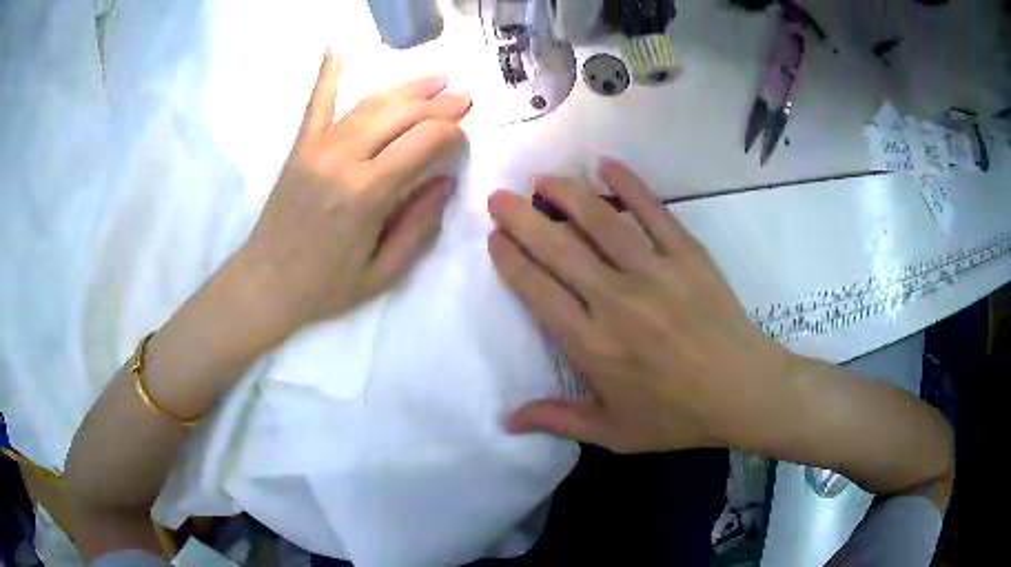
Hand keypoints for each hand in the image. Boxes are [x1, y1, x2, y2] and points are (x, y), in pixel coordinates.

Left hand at [238, 53, 470, 334]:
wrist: (266, 284)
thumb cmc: (325, 286)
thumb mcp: (383, 273)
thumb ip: (419, 226)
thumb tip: (445, 181)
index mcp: (366, 194)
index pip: (424, 143)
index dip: (451, 135)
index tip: (462, 140)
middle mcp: (342, 160)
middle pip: (401, 115)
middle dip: (438, 105)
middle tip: (463, 99)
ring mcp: (317, 148)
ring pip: (370, 104)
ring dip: (406, 88)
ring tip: (436, 79)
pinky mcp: (300, 147)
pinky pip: (317, 103)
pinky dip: (327, 74)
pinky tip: (337, 48)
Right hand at [488, 159, 800, 453]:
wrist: (744, 393)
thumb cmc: (677, 416)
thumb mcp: (614, 433)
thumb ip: (559, 421)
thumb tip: (506, 421)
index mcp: (592, 345)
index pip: (537, 290)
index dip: (511, 260)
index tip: (495, 238)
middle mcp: (616, 301)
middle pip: (558, 248)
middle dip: (522, 218)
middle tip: (500, 197)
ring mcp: (654, 272)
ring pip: (600, 221)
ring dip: (566, 193)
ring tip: (543, 178)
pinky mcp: (688, 256)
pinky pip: (654, 212)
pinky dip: (629, 185)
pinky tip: (606, 165)